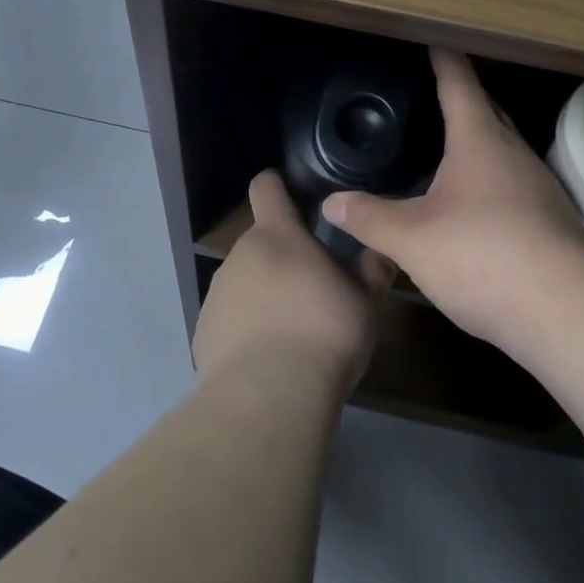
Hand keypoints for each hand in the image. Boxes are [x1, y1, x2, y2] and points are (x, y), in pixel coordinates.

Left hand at [192, 170, 394, 392]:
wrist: (269, 396)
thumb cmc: (324, 332)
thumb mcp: (364, 301)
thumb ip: (371, 270)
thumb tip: (380, 250)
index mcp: (277, 235)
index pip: (266, 188)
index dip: (276, 186)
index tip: (288, 193)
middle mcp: (240, 254)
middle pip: (260, 243)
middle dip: (282, 258)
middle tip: (313, 288)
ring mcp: (217, 293)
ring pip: (244, 282)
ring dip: (264, 295)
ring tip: (292, 332)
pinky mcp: (203, 333)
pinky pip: (230, 320)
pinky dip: (246, 330)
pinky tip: (267, 360)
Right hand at [323, 49, 583, 352]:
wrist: (565, 313)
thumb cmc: (482, 257)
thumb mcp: (411, 240)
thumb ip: (369, 218)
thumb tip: (331, 203)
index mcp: (479, 141)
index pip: (459, 84)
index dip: (444, 59)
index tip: (435, 39)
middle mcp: (514, 153)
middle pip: (487, 111)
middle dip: (463, 97)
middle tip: (434, 92)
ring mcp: (539, 186)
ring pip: (503, 149)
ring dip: (478, 141)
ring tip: (448, 148)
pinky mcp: (552, 219)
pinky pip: (514, 183)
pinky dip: (491, 179)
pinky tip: (474, 204)